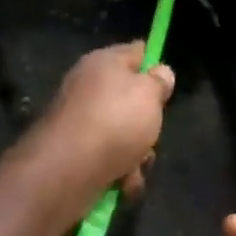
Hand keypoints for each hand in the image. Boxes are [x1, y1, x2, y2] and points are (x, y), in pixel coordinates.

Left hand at [32, 43, 175, 211]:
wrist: (68, 168)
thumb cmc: (115, 120)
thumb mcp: (149, 94)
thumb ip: (159, 82)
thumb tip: (160, 72)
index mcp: (103, 63)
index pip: (135, 52)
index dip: (153, 63)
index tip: (167, 81)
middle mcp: (88, 87)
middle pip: (130, 99)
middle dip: (147, 121)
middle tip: (152, 132)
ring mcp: (80, 121)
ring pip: (123, 134)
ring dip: (137, 154)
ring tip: (136, 165)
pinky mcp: (75, 153)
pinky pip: (108, 158)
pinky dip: (120, 171)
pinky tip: (123, 183)